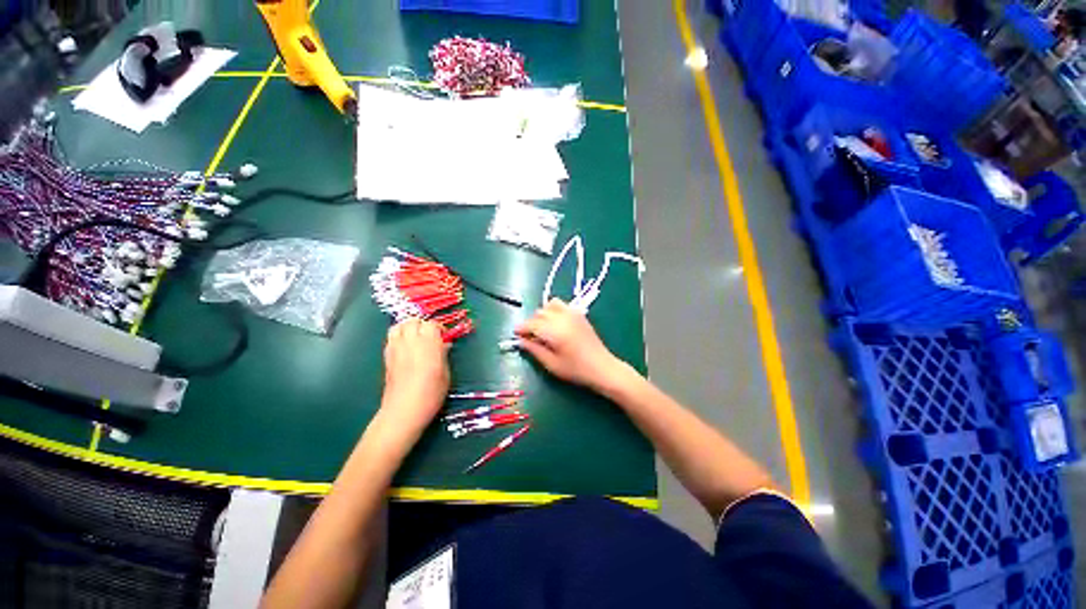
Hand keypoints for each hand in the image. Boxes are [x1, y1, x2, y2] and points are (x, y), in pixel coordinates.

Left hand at [380, 319, 449, 431]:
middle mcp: (410, 342)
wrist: (403, 410)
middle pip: (413, 321)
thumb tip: (444, 345)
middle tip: (430, 335)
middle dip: (422, 325)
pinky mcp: (386, 357)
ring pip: (399, 326)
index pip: (431, 324)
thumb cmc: (431, 393)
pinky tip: (405, 347)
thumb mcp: (445, 374)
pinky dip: (399, 337)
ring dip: (408, 327)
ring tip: (416, 337)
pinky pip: (391, 338)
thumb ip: (443, 355)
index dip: (438, 328)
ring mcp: (396, 348)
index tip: (443, 336)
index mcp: (428, 344)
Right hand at [515, 299, 626, 391]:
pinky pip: (562, 305)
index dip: (521, 328)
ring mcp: (572, 314)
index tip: (516, 335)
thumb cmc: (576, 370)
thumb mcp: (551, 364)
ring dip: (542, 314)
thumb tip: (521, 341)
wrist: (603, 367)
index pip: (532, 324)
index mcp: (554, 331)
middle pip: (539, 313)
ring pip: (550, 305)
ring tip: (543, 328)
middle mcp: (562, 318)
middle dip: (531, 323)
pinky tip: (555, 324)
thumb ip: (534, 350)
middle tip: (530, 337)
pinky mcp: (579, 314)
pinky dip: (554, 310)